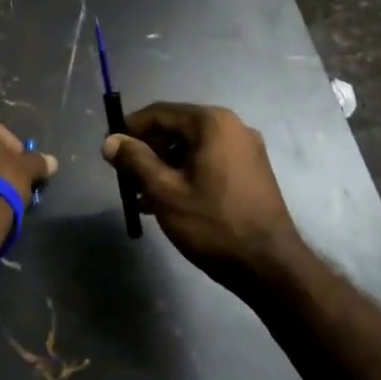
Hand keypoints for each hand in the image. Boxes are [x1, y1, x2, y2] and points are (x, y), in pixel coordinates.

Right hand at [101, 103, 301, 290]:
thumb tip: (110, 140)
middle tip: (125, 176)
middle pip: (177, 128)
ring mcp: (246, 148)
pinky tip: (167, 201)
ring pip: (192, 147)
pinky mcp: (252, 171)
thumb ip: (134, 161)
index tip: (110, 150)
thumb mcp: (165, 192)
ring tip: (141, 194)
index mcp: (211, 123)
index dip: (129, 129)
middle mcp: (232, 126)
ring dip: (164, 165)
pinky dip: (186, 173)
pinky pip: (209, 161)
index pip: (159, 113)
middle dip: (147, 150)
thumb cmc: (213, 224)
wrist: (270, 266)